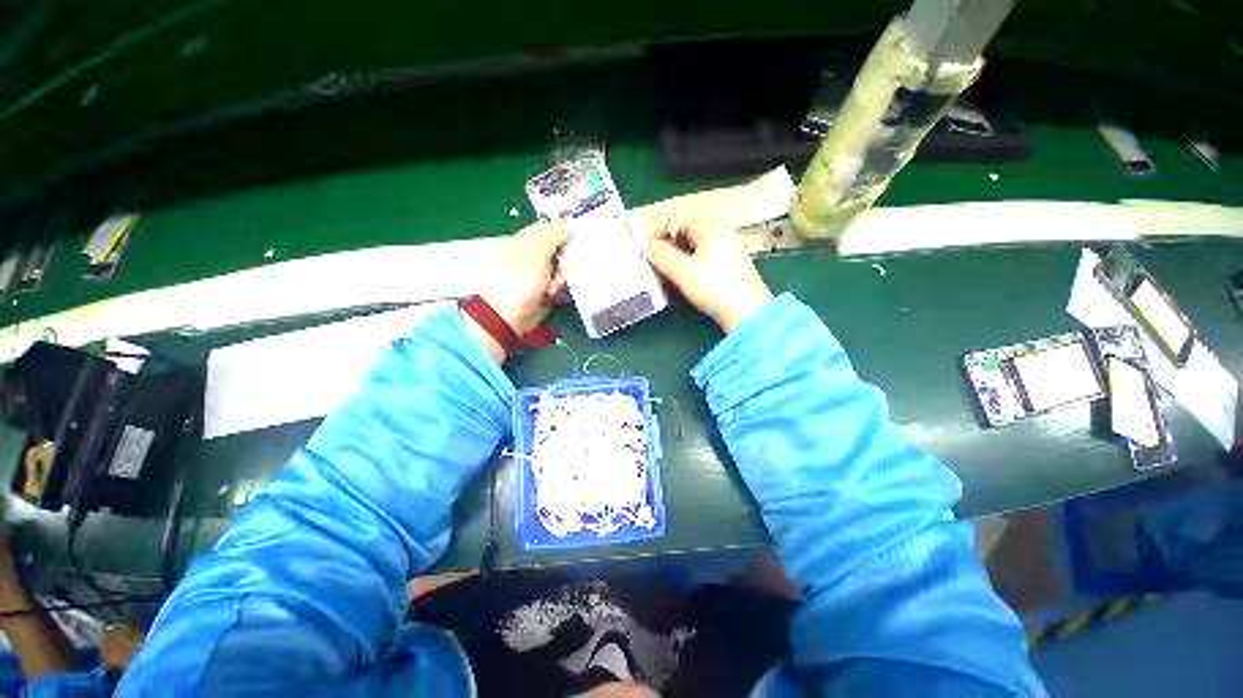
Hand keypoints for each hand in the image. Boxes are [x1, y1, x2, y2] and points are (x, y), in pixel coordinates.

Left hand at [463, 221, 569, 361]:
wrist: (512, 317)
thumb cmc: (520, 282)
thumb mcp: (537, 254)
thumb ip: (554, 236)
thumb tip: (569, 221)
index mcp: (525, 241)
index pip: (549, 228)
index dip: (563, 230)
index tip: (578, 235)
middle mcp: (533, 255)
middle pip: (560, 249)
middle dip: (565, 260)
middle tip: (561, 268)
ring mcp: (540, 273)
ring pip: (563, 268)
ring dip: (561, 278)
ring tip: (552, 287)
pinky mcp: (547, 289)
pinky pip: (561, 283)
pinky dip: (560, 289)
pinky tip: (553, 295)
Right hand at [638, 207, 772, 331]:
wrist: (747, 313)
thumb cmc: (715, 289)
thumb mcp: (683, 272)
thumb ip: (661, 255)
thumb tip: (645, 245)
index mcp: (711, 225)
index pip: (676, 217)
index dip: (657, 230)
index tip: (643, 247)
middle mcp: (720, 230)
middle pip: (684, 228)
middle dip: (664, 241)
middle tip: (650, 258)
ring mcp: (725, 246)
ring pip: (691, 242)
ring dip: (673, 252)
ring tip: (660, 267)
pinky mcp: (726, 262)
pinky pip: (699, 253)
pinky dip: (685, 260)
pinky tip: (677, 274)